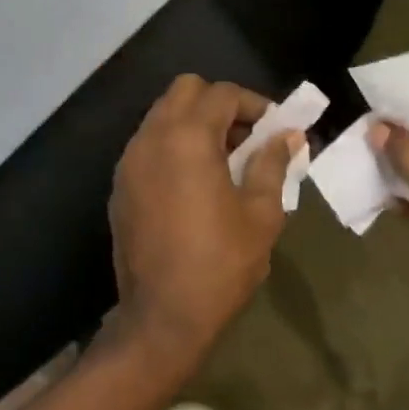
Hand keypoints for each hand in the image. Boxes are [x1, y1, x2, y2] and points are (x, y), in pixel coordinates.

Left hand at [106, 75, 299, 371]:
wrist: (160, 318)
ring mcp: (130, 160)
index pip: (223, 94)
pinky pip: (149, 143)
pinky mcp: (120, 185)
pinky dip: (173, 145)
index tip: (274, 129)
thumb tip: (288, 136)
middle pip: (185, 90)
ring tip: (223, 160)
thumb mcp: (261, 215)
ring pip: (163, 114)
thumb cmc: (220, 264)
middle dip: (219, 104)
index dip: (254, 104)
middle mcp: (152, 137)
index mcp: (188, 138)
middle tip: (245, 138)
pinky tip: (193, 182)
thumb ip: (272, 164)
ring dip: (194, 123)